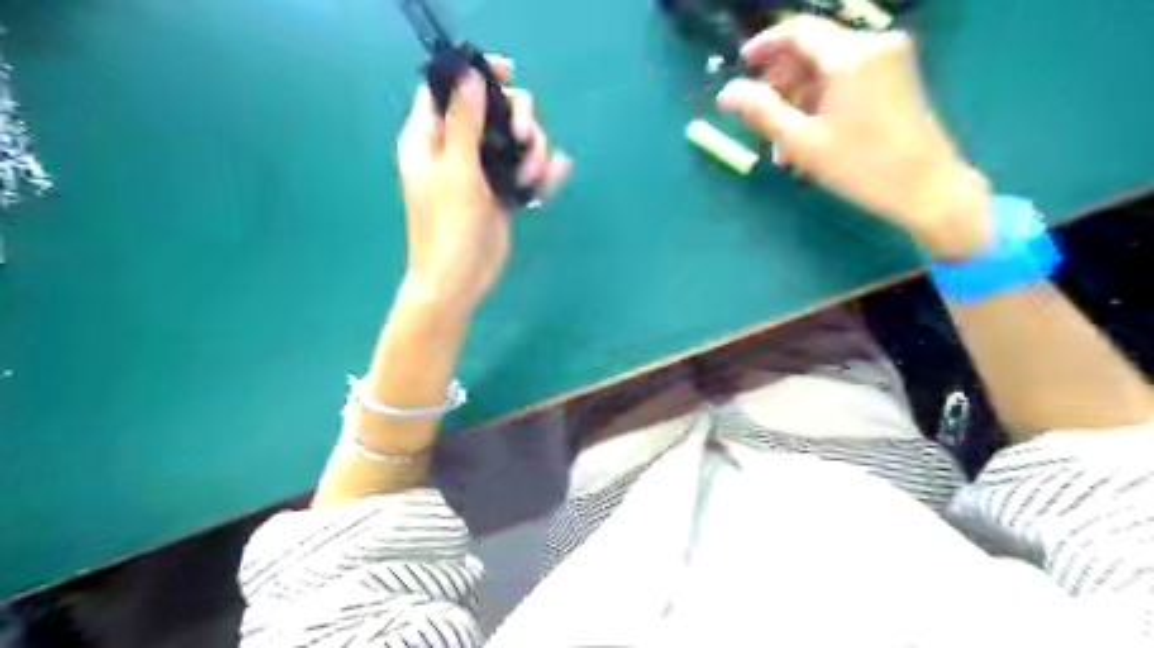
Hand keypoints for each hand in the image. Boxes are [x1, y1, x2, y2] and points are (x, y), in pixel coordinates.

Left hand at [397, 57, 572, 315]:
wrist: (460, 280)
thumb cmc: (448, 226)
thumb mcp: (455, 170)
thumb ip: (463, 121)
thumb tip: (470, 75)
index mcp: (430, 137)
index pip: (448, 88)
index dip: (476, 75)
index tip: (507, 73)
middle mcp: (456, 149)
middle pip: (493, 110)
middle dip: (517, 119)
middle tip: (523, 138)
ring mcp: (481, 172)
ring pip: (515, 141)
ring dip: (533, 152)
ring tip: (532, 180)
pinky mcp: (502, 193)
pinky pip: (525, 170)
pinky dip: (541, 173)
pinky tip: (551, 180)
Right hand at [718, 16, 986, 256]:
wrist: (927, 188)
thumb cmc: (861, 166)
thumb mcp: (802, 142)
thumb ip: (761, 112)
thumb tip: (725, 93)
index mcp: (850, 55)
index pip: (797, 30)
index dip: (764, 46)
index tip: (740, 68)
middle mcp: (873, 45)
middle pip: (811, 51)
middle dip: (780, 86)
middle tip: (760, 124)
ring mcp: (889, 61)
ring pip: (826, 71)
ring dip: (798, 104)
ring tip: (783, 150)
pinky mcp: (896, 79)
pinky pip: (846, 81)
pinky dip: (822, 105)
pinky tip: (809, 141)